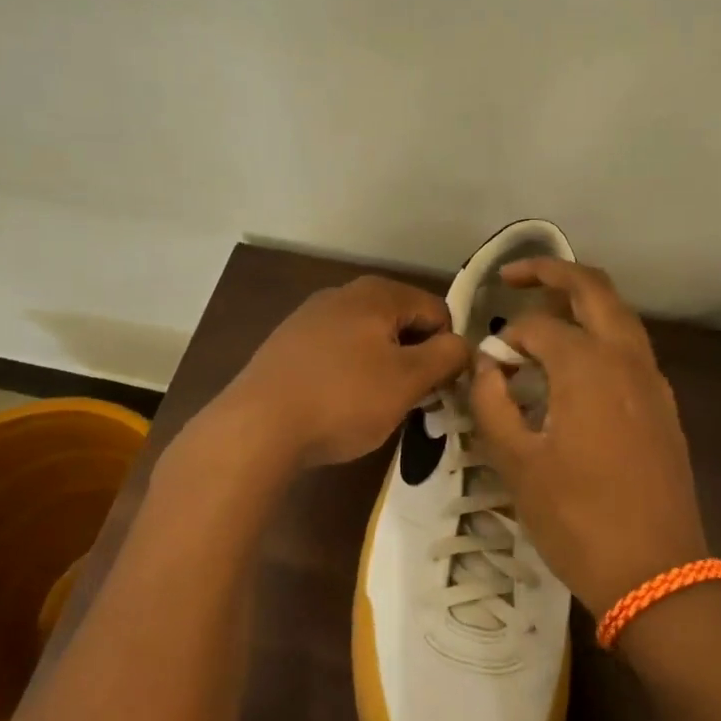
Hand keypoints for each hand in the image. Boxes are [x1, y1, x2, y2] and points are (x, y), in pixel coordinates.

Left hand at [217, 274, 469, 471]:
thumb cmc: (343, 399)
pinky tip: (338, 405)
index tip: (441, 388)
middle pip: (401, 323)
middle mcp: (342, 294)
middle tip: (412, 401)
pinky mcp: (287, 346)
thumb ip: (446, 357)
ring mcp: (309, 318)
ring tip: (374, 407)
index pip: (438, 311)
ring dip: (382, 369)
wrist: (256, 427)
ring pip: (368, 340)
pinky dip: (349, 375)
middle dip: (414, 359)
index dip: (448, 349)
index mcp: (377, 293)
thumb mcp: (408, 381)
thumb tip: (464, 345)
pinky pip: (336, 354)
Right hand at [469, 259, 709, 620]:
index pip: (537, 327)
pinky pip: (630, 348)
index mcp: (588, 366)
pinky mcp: (663, 406)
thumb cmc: (577, 519)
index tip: (485, 366)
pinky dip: (599, 335)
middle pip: (594, 289)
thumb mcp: (517, 463)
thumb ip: (492, 403)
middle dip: (552, 272)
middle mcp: (627, 359)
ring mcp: (653, 381)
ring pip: (619, 316)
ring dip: (580, 302)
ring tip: (542, 315)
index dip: (504, 339)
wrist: (658, 575)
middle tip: (513, 276)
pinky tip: (574, 367)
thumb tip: (486, 366)